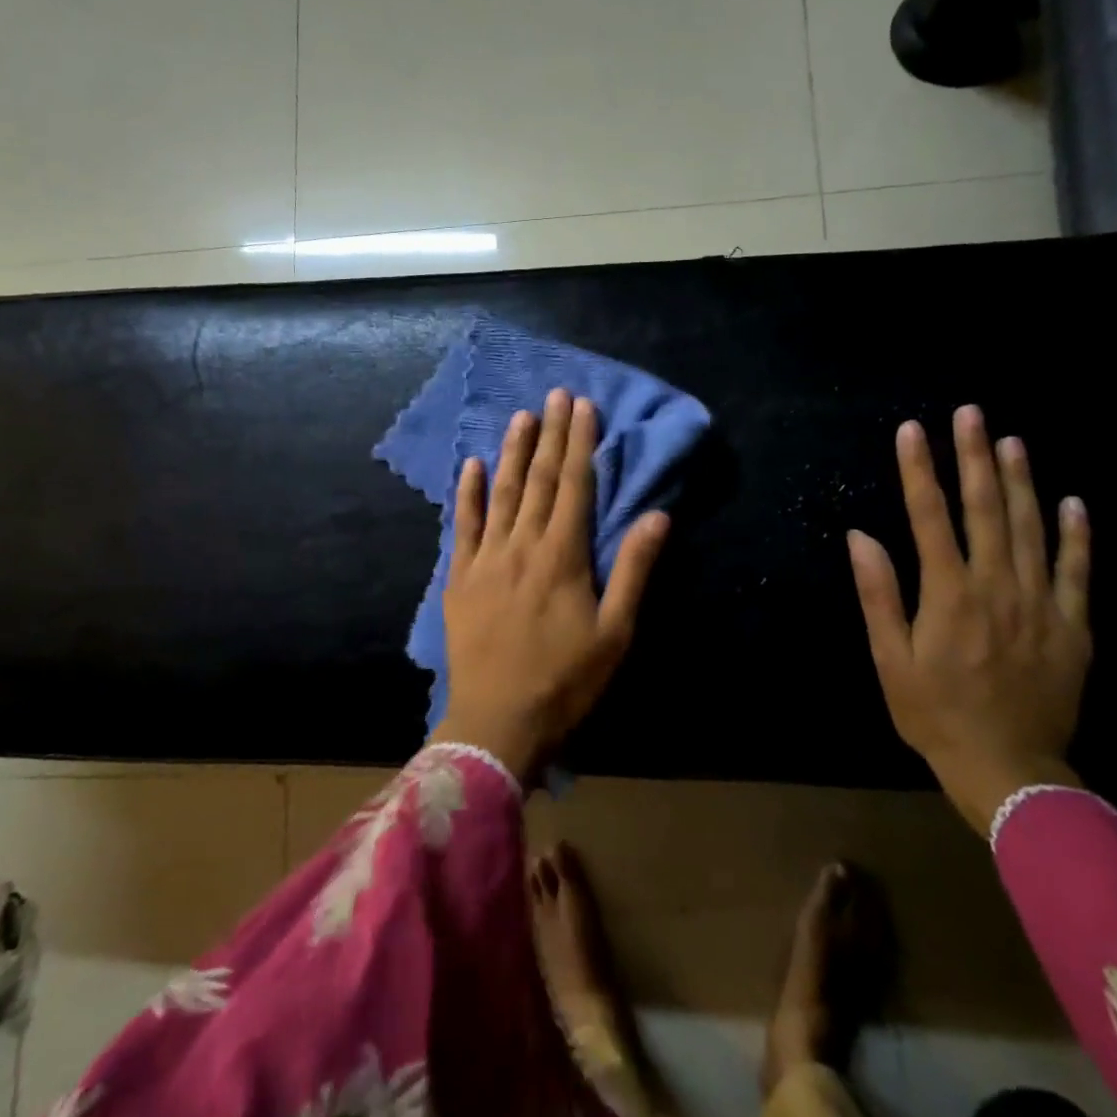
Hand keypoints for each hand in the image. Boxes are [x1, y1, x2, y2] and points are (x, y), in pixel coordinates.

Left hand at [434, 388, 669, 785]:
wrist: (498, 721)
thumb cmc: (566, 681)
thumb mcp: (615, 633)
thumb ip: (633, 570)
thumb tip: (656, 516)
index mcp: (562, 556)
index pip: (573, 486)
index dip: (579, 444)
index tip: (583, 407)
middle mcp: (522, 545)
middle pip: (538, 480)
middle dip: (550, 435)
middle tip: (556, 395)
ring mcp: (485, 559)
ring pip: (501, 493)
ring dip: (512, 452)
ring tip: (521, 417)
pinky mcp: (459, 577)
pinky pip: (463, 526)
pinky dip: (468, 493)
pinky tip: (472, 465)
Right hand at [846, 406, 1092, 832]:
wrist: (1009, 769)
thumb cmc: (934, 713)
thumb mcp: (890, 660)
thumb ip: (878, 595)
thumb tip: (861, 537)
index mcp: (949, 594)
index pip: (930, 516)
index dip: (919, 470)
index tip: (912, 430)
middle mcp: (997, 586)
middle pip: (986, 509)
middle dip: (974, 457)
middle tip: (970, 413)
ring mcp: (1041, 603)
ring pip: (1031, 528)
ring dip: (1021, 481)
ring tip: (1011, 440)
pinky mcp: (1073, 626)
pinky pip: (1077, 570)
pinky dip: (1075, 534)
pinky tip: (1072, 502)